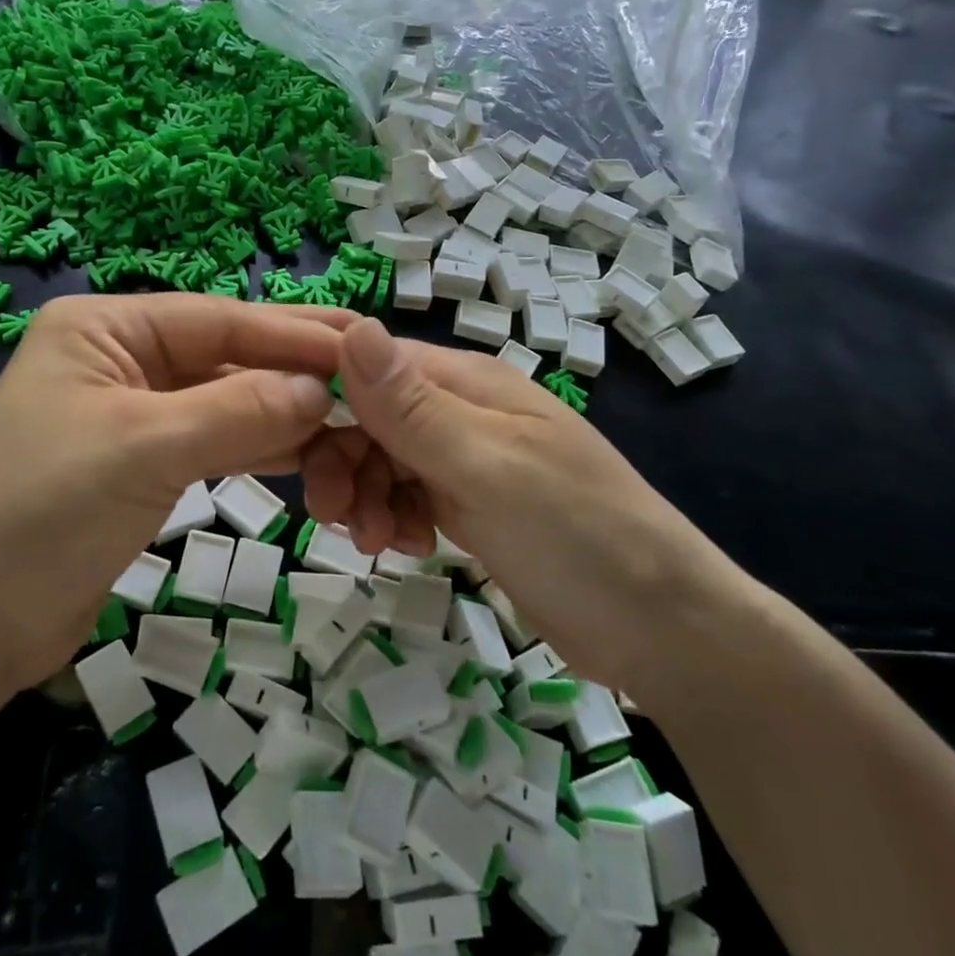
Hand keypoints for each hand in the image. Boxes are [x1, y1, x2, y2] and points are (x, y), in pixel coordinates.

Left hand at [0, 294, 349, 691]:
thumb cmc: (40, 516)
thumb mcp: (144, 448)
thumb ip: (239, 411)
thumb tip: (321, 391)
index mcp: (105, 328)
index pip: (219, 319)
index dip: (293, 335)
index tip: (363, 346)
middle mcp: (119, 359)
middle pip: (225, 357)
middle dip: (294, 371)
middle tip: (373, 376)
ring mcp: (131, 414)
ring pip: (225, 402)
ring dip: (283, 414)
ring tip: (352, 420)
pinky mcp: (141, 467)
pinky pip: (214, 443)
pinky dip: (259, 448)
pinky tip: (309, 454)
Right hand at [303, 318, 733, 688]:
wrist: (661, 629)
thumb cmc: (577, 536)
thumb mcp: (487, 468)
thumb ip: (412, 406)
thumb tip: (351, 326)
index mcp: (469, 384)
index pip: (372, 367)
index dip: (327, 398)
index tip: (293, 446)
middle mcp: (464, 413)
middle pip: (372, 418)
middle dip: (344, 462)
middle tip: (332, 514)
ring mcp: (469, 461)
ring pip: (385, 461)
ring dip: (366, 497)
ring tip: (378, 542)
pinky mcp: (473, 507)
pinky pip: (410, 497)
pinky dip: (396, 519)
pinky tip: (409, 548)